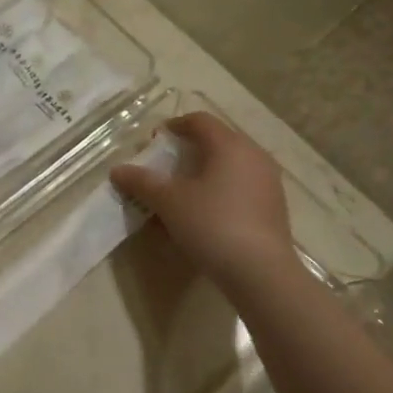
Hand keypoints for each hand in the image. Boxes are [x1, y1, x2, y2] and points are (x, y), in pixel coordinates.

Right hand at [111, 113, 296, 287]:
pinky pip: (241, 186)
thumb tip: (118, 170)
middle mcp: (254, 155)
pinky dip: (220, 189)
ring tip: (183, 191)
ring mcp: (268, 181)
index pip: (200, 120)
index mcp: (230, 145)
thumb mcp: (169, 202)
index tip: (154, 141)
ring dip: (205, 171)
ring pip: (230, 165)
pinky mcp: (274, 206)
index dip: (174, 125)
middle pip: (217, 140)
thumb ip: (142, 182)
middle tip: (165, 166)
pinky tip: (205, 212)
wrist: (260, 272)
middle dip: (189, 149)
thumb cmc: (212, 224)